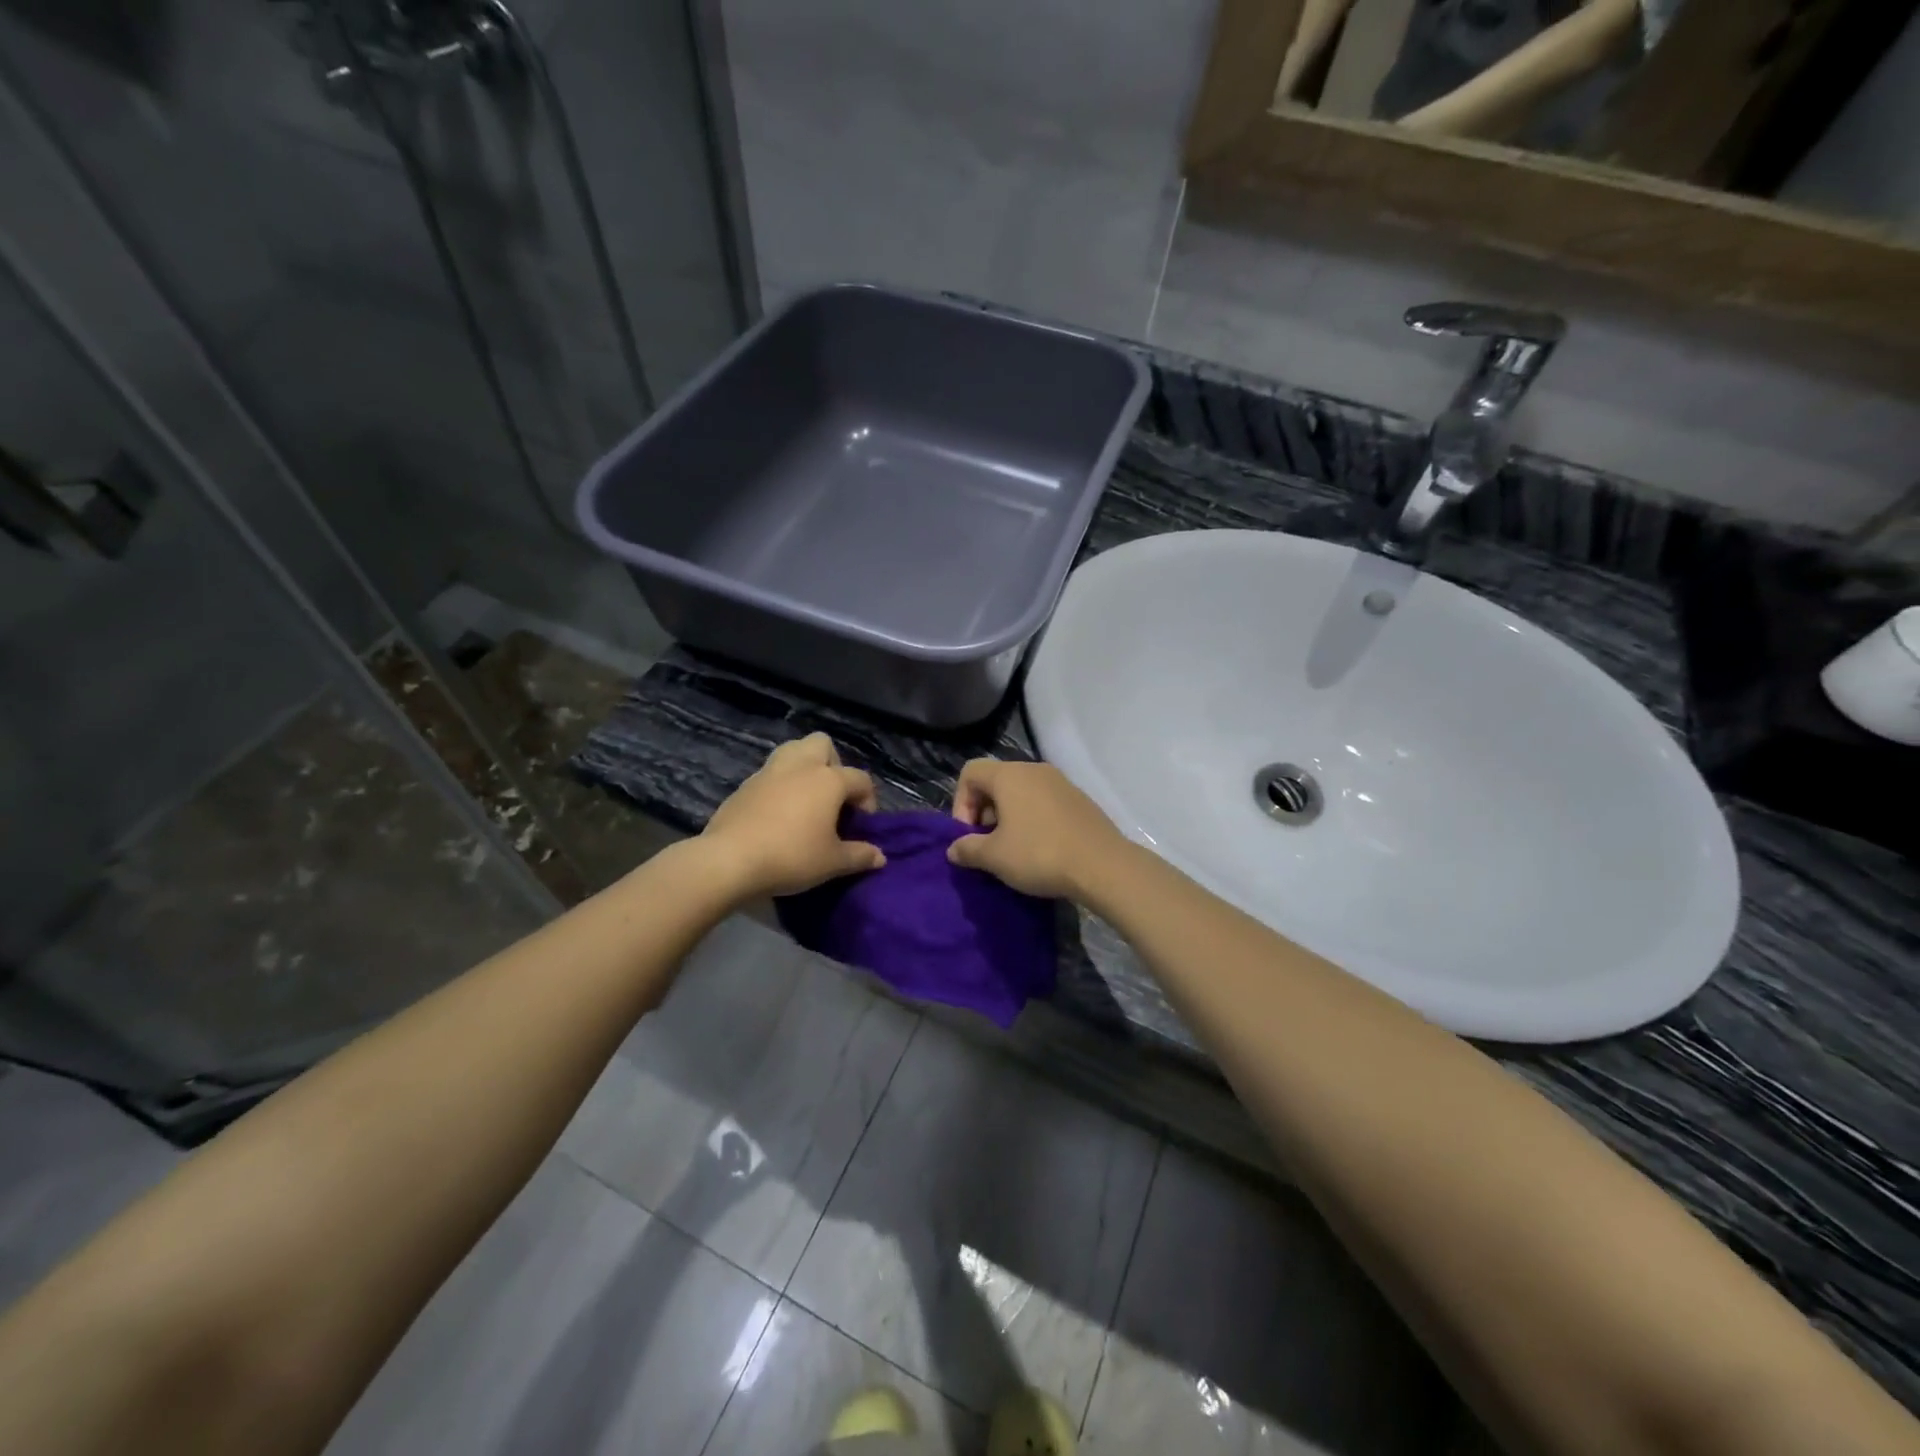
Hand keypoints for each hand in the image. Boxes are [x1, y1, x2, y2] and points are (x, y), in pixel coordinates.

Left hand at [703, 734, 884, 897]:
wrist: (730, 860)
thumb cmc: (791, 856)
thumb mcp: (832, 863)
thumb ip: (859, 856)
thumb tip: (880, 857)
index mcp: (828, 780)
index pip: (860, 779)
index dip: (868, 800)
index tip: (861, 825)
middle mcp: (801, 766)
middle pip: (823, 744)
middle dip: (833, 764)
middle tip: (832, 797)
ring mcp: (769, 772)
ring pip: (792, 750)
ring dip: (804, 766)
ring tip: (806, 798)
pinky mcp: (745, 785)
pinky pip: (770, 773)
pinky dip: (780, 785)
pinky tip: (778, 813)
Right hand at [945, 760, 1125, 899]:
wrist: (1103, 865)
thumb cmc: (1040, 854)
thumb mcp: (994, 857)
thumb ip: (967, 849)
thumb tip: (954, 849)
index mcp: (1009, 775)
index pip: (970, 772)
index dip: (960, 803)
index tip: (969, 835)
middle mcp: (1034, 770)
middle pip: (995, 781)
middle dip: (984, 811)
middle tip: (988, 844)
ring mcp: (1060, 782)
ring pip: (1021, 792)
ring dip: (1008, 816)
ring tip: (1013, 849)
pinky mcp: (1079, 799)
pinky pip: (1044, 801)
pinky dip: (1033, 818)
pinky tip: (1040, 848)